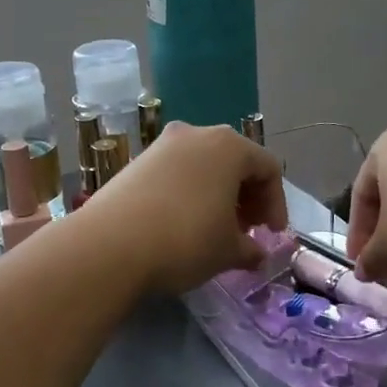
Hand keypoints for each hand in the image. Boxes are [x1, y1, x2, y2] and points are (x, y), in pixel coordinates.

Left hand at [80, 123, 286, 293]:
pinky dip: (189, 193)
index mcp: (229, 146)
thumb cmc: (186, 240)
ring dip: (217, 194)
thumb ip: (250, 249)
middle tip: (246, 230)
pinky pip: (176, 173)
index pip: (268, 168)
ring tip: (215, 229)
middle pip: (235, 161)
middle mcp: (196, 134)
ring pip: (203, 165)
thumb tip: (256, 253)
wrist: (110, 245)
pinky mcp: (136, 162)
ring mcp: (162, 145)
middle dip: (247, 196)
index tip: (271, 235)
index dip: (276, 203)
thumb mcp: (228, 251)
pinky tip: (182, 223)